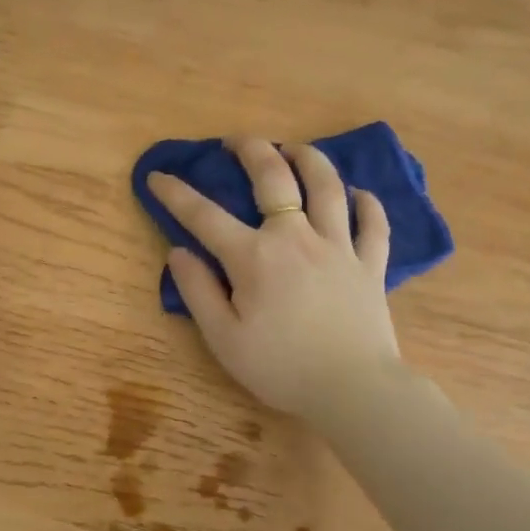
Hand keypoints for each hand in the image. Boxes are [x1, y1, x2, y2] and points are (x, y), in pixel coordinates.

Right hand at [147, 137, 401, 418]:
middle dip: (252, 150)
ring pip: (327, 186)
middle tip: (236, 140)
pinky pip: (373, 223)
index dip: (176, 193)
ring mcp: (338, 247)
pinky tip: (358, 193)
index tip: (156, 177)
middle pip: (274, 178)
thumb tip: (179, 252)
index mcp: (254, 257)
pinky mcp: (370, 264)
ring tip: (294, 149)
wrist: (353, 389)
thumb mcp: (223, 338)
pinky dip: (366, 203)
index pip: (204, 215)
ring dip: (309, 160)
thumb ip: (198, 291)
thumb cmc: (280, 367)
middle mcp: (296, 237)